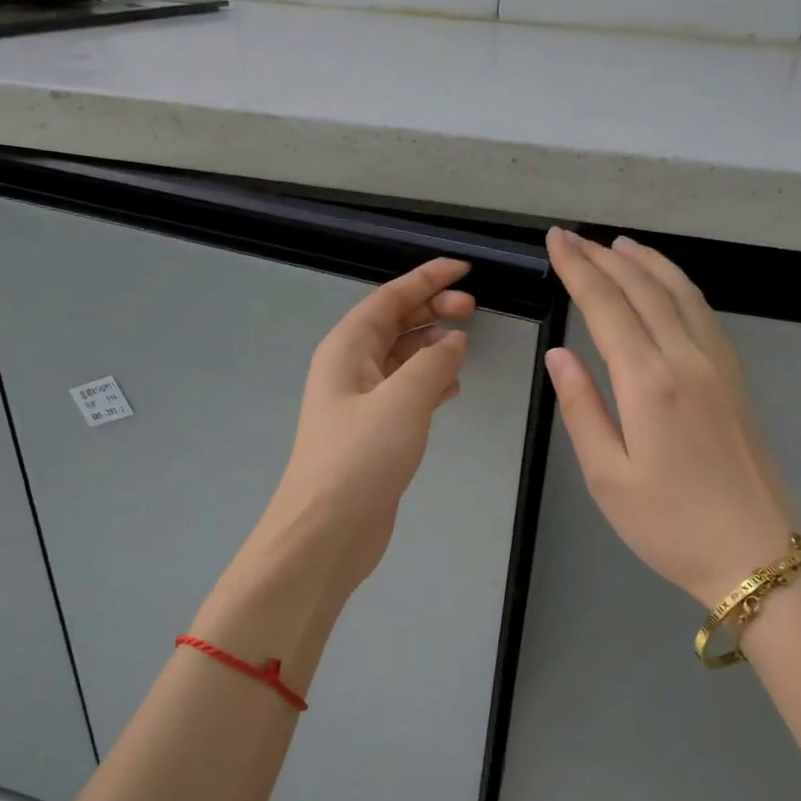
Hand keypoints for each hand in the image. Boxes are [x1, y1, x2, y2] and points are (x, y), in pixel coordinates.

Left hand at [255, 257, 473, 595]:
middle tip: (474, 307)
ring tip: (469, 341)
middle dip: (432, 308)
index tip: (464, 268)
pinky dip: (430, 381)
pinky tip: (453, 385)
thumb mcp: (402, 401)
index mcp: (347, 349)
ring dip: (433, 345)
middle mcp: (350, 369)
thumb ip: (433, 365)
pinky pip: (406, 391)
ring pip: (402, 358)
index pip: (389, 299)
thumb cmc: (359, 458)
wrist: (326, 531)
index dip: (426, 279)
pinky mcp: (374, 433)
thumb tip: (454, 341)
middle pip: (394, 324)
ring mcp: (361, 402)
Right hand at [544, 227, 796, 608]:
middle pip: (643, 289)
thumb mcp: (607, 476)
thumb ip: (582, 409)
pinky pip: (702, 312)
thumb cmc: (669, 525)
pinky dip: (678, 284)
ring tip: (617, 245)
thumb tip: (559, 356)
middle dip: (604, 257)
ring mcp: (719, 365)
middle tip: (572, 236)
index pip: (606, 306)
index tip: (556, 241)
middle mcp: (687, 359)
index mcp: (649, 382)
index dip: (578, 269)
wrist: (755, 554)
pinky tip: (665, 284)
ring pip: (680, 292)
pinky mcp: (735, 378)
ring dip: (645, 262)